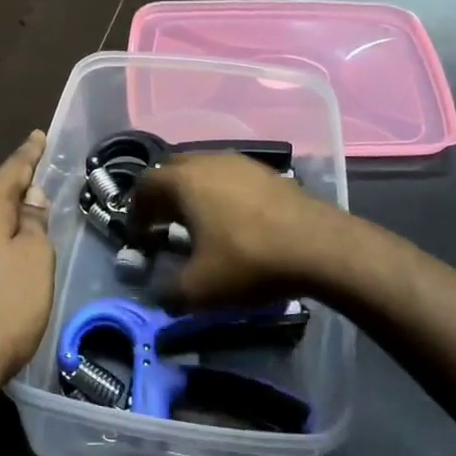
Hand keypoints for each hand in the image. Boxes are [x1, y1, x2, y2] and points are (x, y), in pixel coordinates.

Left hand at [0, 131, 53, 408]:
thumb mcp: (34, 259)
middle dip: (18, 189)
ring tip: (32, 219)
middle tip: (43, 183)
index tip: (38, 136)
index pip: (12, 170)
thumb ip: (33, 223)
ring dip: (8, 219)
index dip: (29, 154)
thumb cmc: (4, 306)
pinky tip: (10, 255)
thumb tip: (29, 197)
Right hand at [132, 153, 342, 306]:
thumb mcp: (199, 289)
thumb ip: (167, 292)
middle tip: (162, 226)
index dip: (135, 212)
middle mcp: (207, 161)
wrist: (319, 247)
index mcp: (183, 180)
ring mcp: (240, 163)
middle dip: (162, 198)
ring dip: (192, 194)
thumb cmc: (248, 261)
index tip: (139, 237)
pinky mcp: (267, 172)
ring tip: (197, 224)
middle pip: (172, 172)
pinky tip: (232, 222)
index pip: (144, 186)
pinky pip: (229, 178)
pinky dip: (220, 195)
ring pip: (203, 171)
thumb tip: (157, 294)